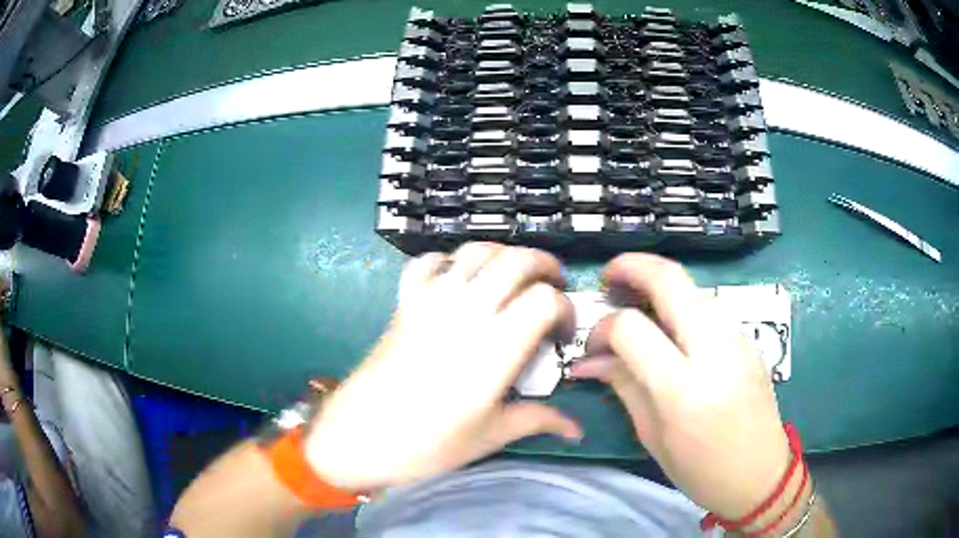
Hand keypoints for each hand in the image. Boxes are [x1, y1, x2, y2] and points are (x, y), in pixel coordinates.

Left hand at [304, 243, 581, 490]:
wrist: (358, 437)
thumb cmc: (426, 445)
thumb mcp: (488, 436)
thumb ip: (537, 421)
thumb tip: (576, 429)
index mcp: (495, 348)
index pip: (545, 299)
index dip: (565, 309)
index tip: (561, 334)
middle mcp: (466, 313)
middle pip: (516, 260)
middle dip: (544, 265)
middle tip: (551, 288)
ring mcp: (430, 303)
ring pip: (474, 252)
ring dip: (501, 255)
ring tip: (511, 279)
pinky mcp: (404, 304)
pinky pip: (426, 263)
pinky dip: (447, 261)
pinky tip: (456, 281)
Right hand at [571, 254, 790, 520]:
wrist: (761, 474)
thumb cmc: (701, 470)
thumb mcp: (653, 436)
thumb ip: (623, 386)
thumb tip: (589, 361)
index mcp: (684, 388)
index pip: (632, 329)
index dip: (603, 328)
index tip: (593, 345)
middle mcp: (715, 351)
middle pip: (670, 279)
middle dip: (632, 266)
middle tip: (609, 278)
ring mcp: (738, 339)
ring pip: (691, 288)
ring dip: (658, 285)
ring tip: (636, 306)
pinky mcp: (748, 338)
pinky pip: (707, 308)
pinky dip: (680, 306)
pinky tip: (669, 330)